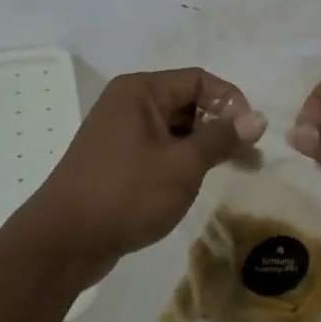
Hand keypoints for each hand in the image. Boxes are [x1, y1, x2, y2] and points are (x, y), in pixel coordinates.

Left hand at [18, 67, 265, 282]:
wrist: (63, 242)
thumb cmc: (126, 194)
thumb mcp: (182, 165)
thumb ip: (221, 138)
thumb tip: (257, 118)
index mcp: (140, 91)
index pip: (198, 79)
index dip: (230, 100)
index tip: (253, 133)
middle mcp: (128, 103)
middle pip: (186, 102)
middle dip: (220, 126)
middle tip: (250, 157)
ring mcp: (119, 132)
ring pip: (174, 128)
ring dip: (204, 146)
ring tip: (233, 171)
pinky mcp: (116, 160)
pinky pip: (158, 148)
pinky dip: (182, 160)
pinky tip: (198, 181)